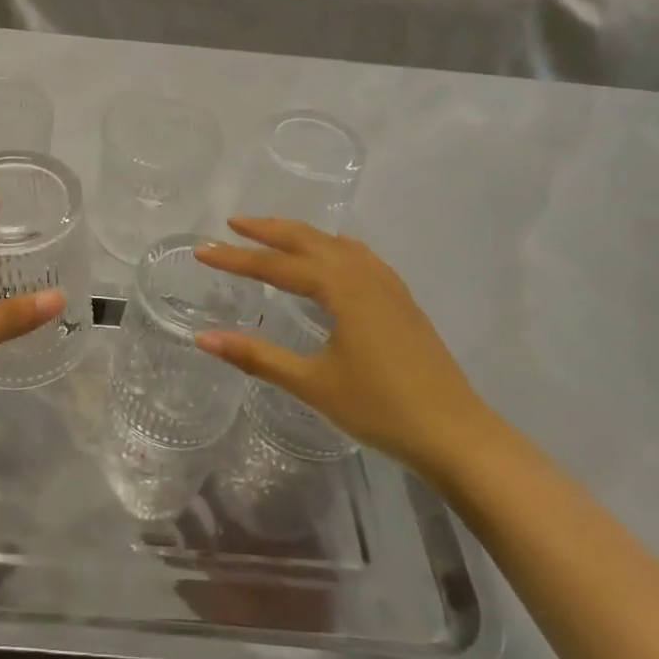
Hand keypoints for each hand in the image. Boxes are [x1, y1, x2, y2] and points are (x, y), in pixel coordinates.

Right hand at [194, 219, 496, 482]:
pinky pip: (359, 256)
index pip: (276, 265)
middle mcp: (363, 274)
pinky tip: (334, 256)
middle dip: (268, 229)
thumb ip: (257, 357)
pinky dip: (333, 247)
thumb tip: (203, 338)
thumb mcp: (312, 383)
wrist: (456, 434)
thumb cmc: (380, 407)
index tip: (202, 250)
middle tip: (232, 224)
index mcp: (340, 287)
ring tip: (272, 233)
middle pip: (307, 239)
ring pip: (335, 244)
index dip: (236, 258)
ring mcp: (387, 284)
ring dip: (300, 235)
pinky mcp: (401, 299)